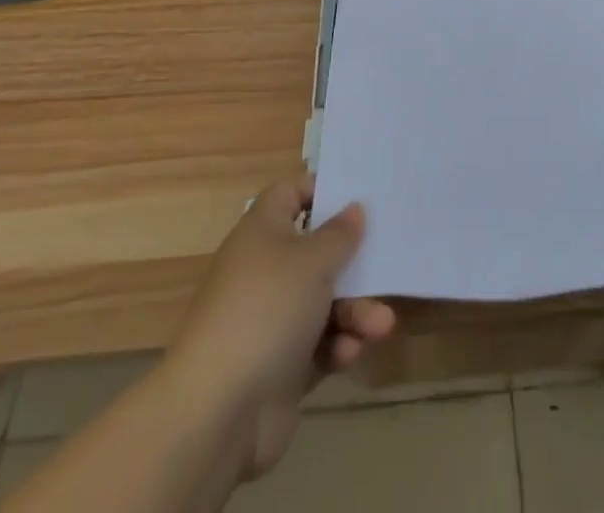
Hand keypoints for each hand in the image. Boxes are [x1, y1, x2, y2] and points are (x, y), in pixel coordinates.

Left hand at [169, 181, 395, 480]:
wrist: (217, 412)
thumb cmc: (267, 310)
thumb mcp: (313, 261)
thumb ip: (339, 234)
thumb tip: (352, 209)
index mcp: (262, 232)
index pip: (289, 195)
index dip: (320, 192)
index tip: (356, 199)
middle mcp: (264, 270)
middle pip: (316, 253)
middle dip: (352, 265)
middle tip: (385, 264)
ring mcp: (270, 320)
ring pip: (323, 302)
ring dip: (355, 312)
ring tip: (382, 325)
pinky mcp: (279, 365)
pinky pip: (318, 345)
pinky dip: (336, 346)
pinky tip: (350, 353)